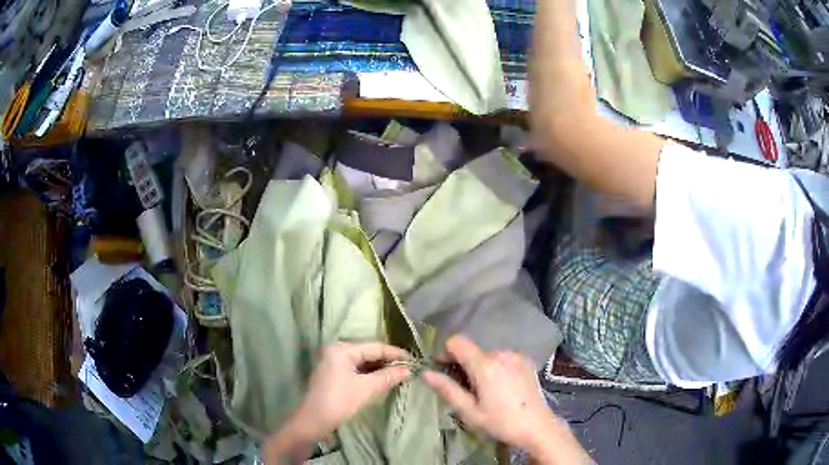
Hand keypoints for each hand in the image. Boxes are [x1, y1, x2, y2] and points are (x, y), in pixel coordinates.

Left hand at [268, 342, 410, 452]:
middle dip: (388, 362)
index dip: (395, 353)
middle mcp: (337, 352)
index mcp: (342, 349)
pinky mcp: (334, 376)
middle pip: (368, 353)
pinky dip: (370, 376)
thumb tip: (408, 370)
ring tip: (401, 375)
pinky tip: (384, 381)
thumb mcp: (366, 389)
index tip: (415, 360)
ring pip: (363, 363)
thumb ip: (388, 377)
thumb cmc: (339, 401)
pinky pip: (357, 371)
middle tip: (410, 369)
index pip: (375, 346)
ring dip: (380, 370)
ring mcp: (334, 364)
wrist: (313, 421)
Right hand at [422, 335, 587, 463]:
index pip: (457, 341)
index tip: (445, 370)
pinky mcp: (526, 359)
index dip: (446, 352)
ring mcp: (516, 355)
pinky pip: (503, 357)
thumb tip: (426, 373)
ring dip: (481, 366)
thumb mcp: (469, 411)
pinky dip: (496, 367)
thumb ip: (447, 389)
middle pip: (473, 350)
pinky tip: (502, 387)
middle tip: (467, 390)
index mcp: (485, 364)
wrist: (537, 426)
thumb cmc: (501, 422)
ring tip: (486, 391)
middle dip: (464, 365)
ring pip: (488, 354)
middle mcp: (501, 353)